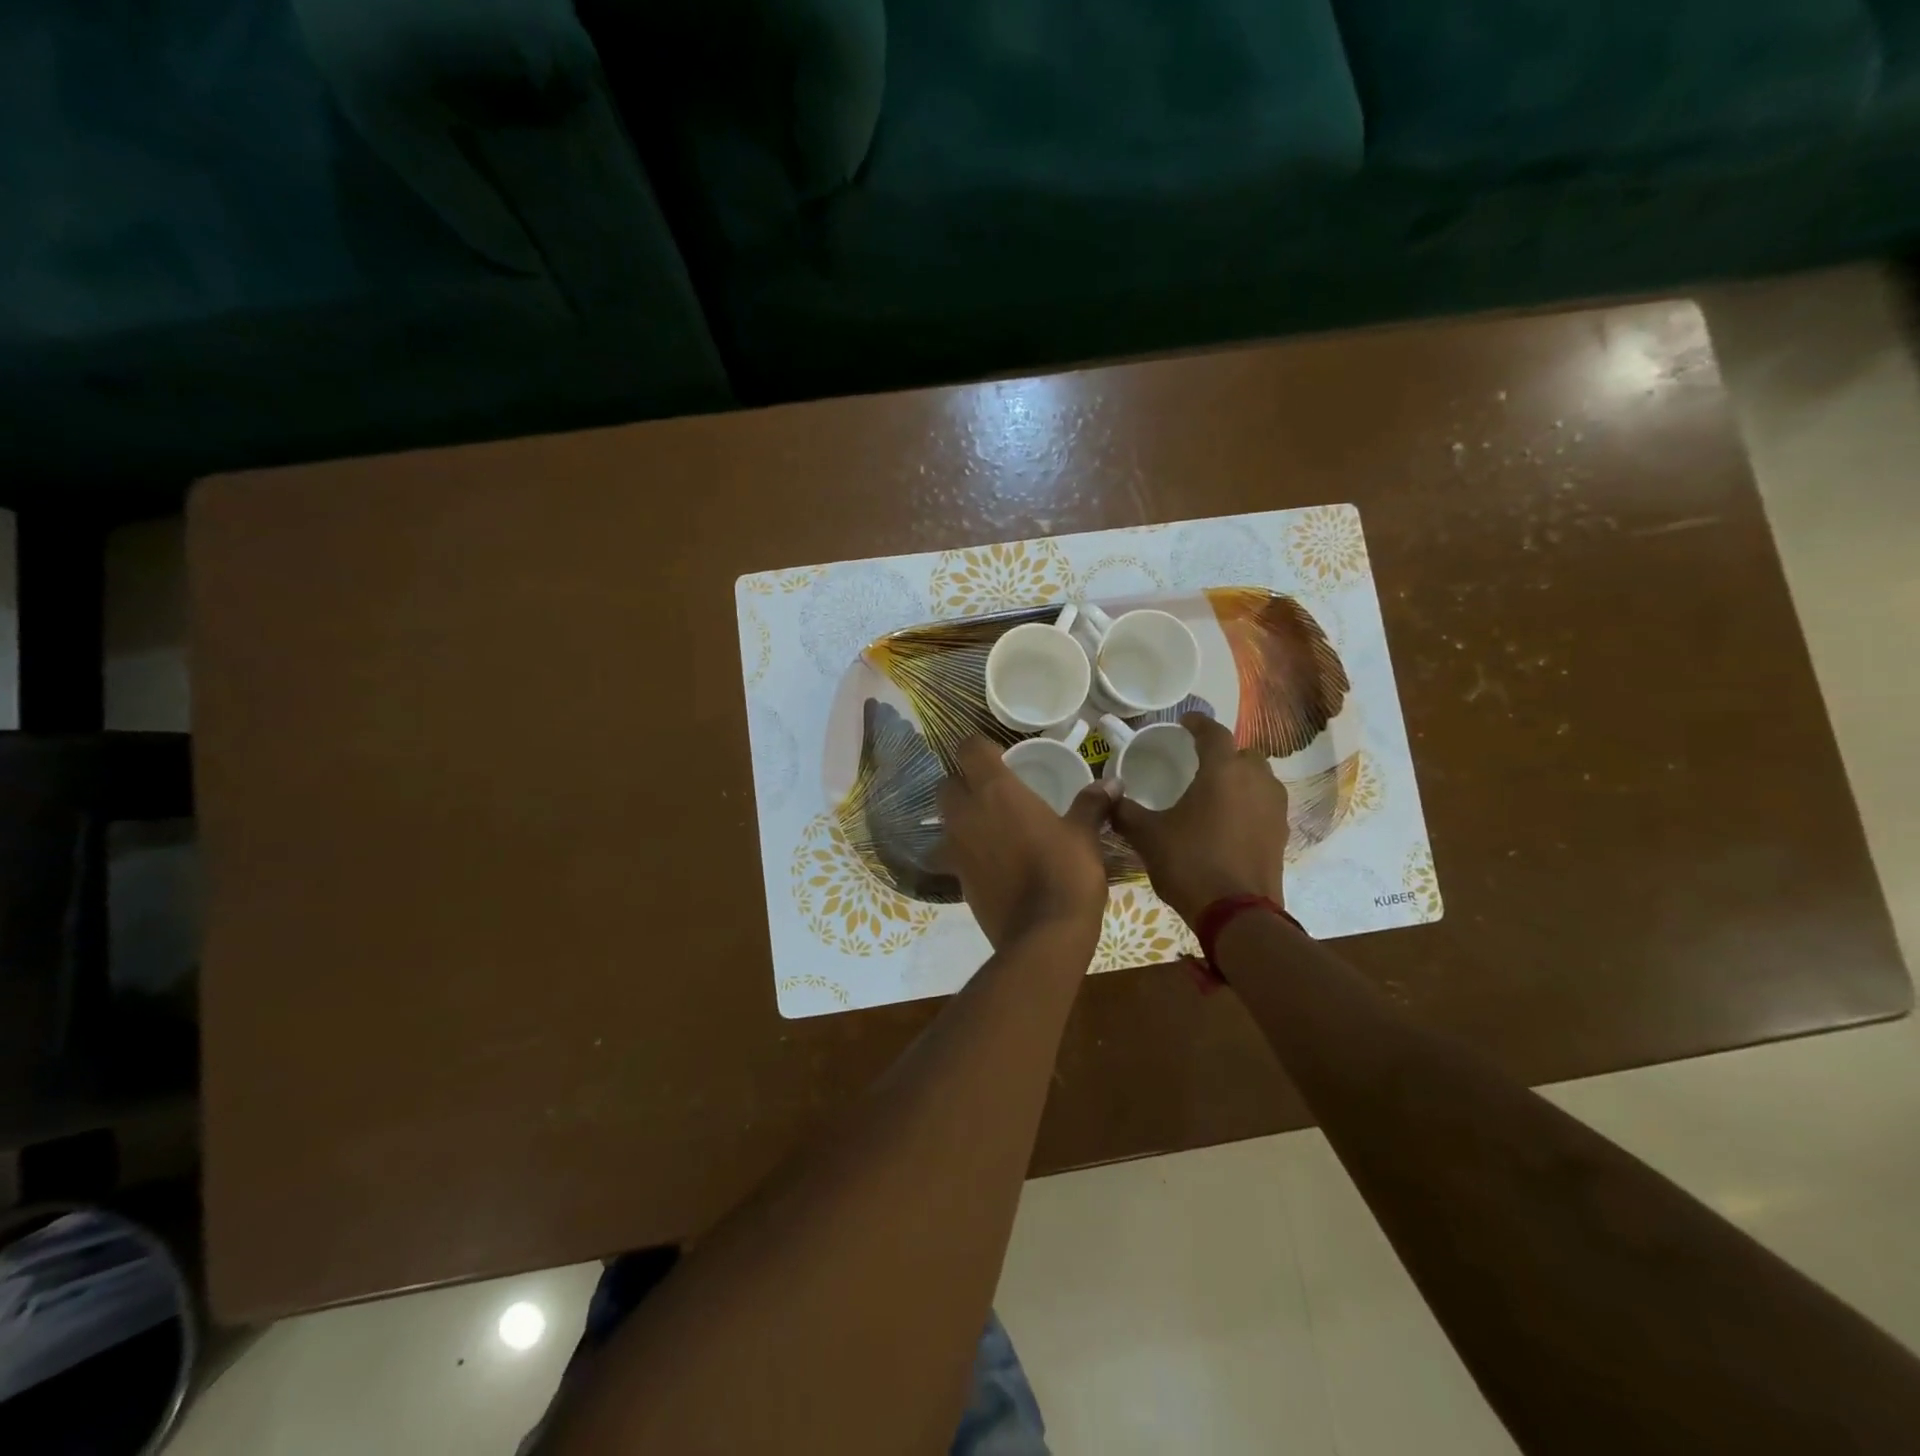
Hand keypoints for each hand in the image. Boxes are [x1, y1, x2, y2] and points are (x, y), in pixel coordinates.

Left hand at [937, 737, 1115, 953]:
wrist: (1043, 934)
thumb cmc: (1066, 872)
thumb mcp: (1084, 834)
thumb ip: (1092, 804)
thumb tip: (1112, 783)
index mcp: (996, 790)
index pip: (968, 749)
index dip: (979, 748)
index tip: (998, 756)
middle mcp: (967, 813)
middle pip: (947, 784)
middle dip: (962, 783)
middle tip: (991, 792)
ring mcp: (956, 847)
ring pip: (944, 820)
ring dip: (959, 817)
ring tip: (987, 826)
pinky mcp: (956, 878)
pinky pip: (951, 854)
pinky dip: (963, 851)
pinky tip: (988, 860)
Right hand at [1113, 712, 1289, 927]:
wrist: (1237, 913)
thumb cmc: (1190, 863)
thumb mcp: (1148, 836)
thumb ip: (1125, 811)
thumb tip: (1108, 796)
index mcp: (1222, 771)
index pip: (1213, 732)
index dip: (1197, 723)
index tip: (1184, 723)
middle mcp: (1255, 780)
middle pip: (1243, 753)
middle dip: (1223, 753)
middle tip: (1199, 764)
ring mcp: (1274, 807)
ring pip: (1259, 778)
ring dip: (1240, 778)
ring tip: (1215, 792)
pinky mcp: (1281, 832)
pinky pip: (1265, 804)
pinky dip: (1249, 803)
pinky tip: (1229, 821)